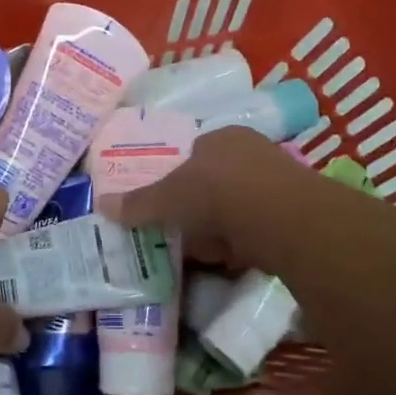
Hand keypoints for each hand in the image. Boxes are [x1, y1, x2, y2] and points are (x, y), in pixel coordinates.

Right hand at [100, 125, 308, 266]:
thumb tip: (101, 204)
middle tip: (184, 230)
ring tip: (206, 250)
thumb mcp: (167, 198)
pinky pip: (258, 227)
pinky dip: (245, 242)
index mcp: (221, 136)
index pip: (194, 153)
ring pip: (239, 205)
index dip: (179, 179)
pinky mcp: (294, 212)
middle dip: (201, 207)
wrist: (277, 217)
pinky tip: (233, 258)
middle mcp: (252, 150)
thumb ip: (138, 203)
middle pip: (217, 180)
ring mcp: (277, 180)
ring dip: (223, 228)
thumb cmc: (215, 192)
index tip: (169, 204)